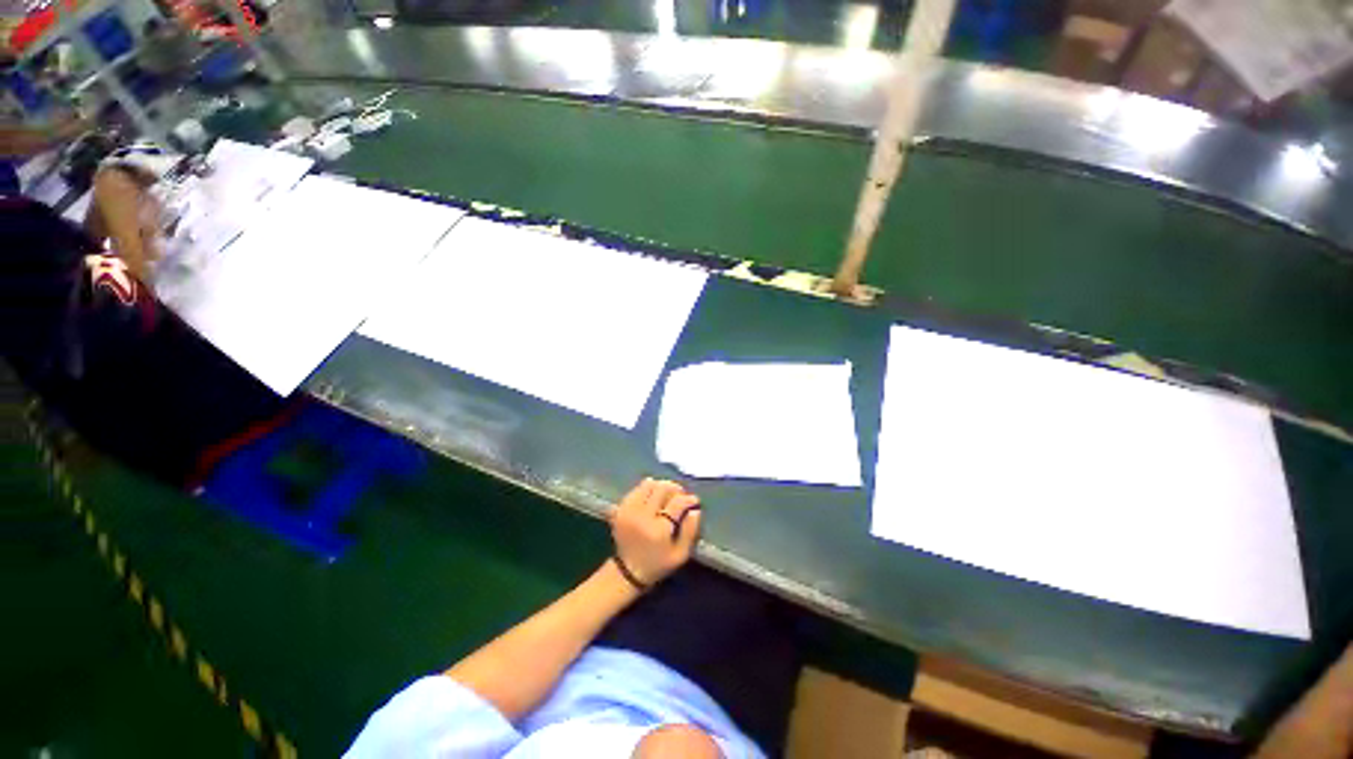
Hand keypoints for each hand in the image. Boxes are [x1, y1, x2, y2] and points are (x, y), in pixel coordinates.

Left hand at [610, 478, 701, 586]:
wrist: (627, 571)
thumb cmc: (658, 565)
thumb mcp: (680, 555)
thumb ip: (690, 531)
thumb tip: (695, 510)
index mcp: (658, 530)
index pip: (677, 503)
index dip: (688, 499)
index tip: (694, 501)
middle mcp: (642, 516)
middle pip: (662, 488)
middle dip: (675, 489)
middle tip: (680, 496)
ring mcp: (629, 510)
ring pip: (649, 485)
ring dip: (661, 487)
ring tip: (667, 496)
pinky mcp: (621, 508)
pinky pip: (637, 489)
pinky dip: (648, 490)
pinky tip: (653, 499)